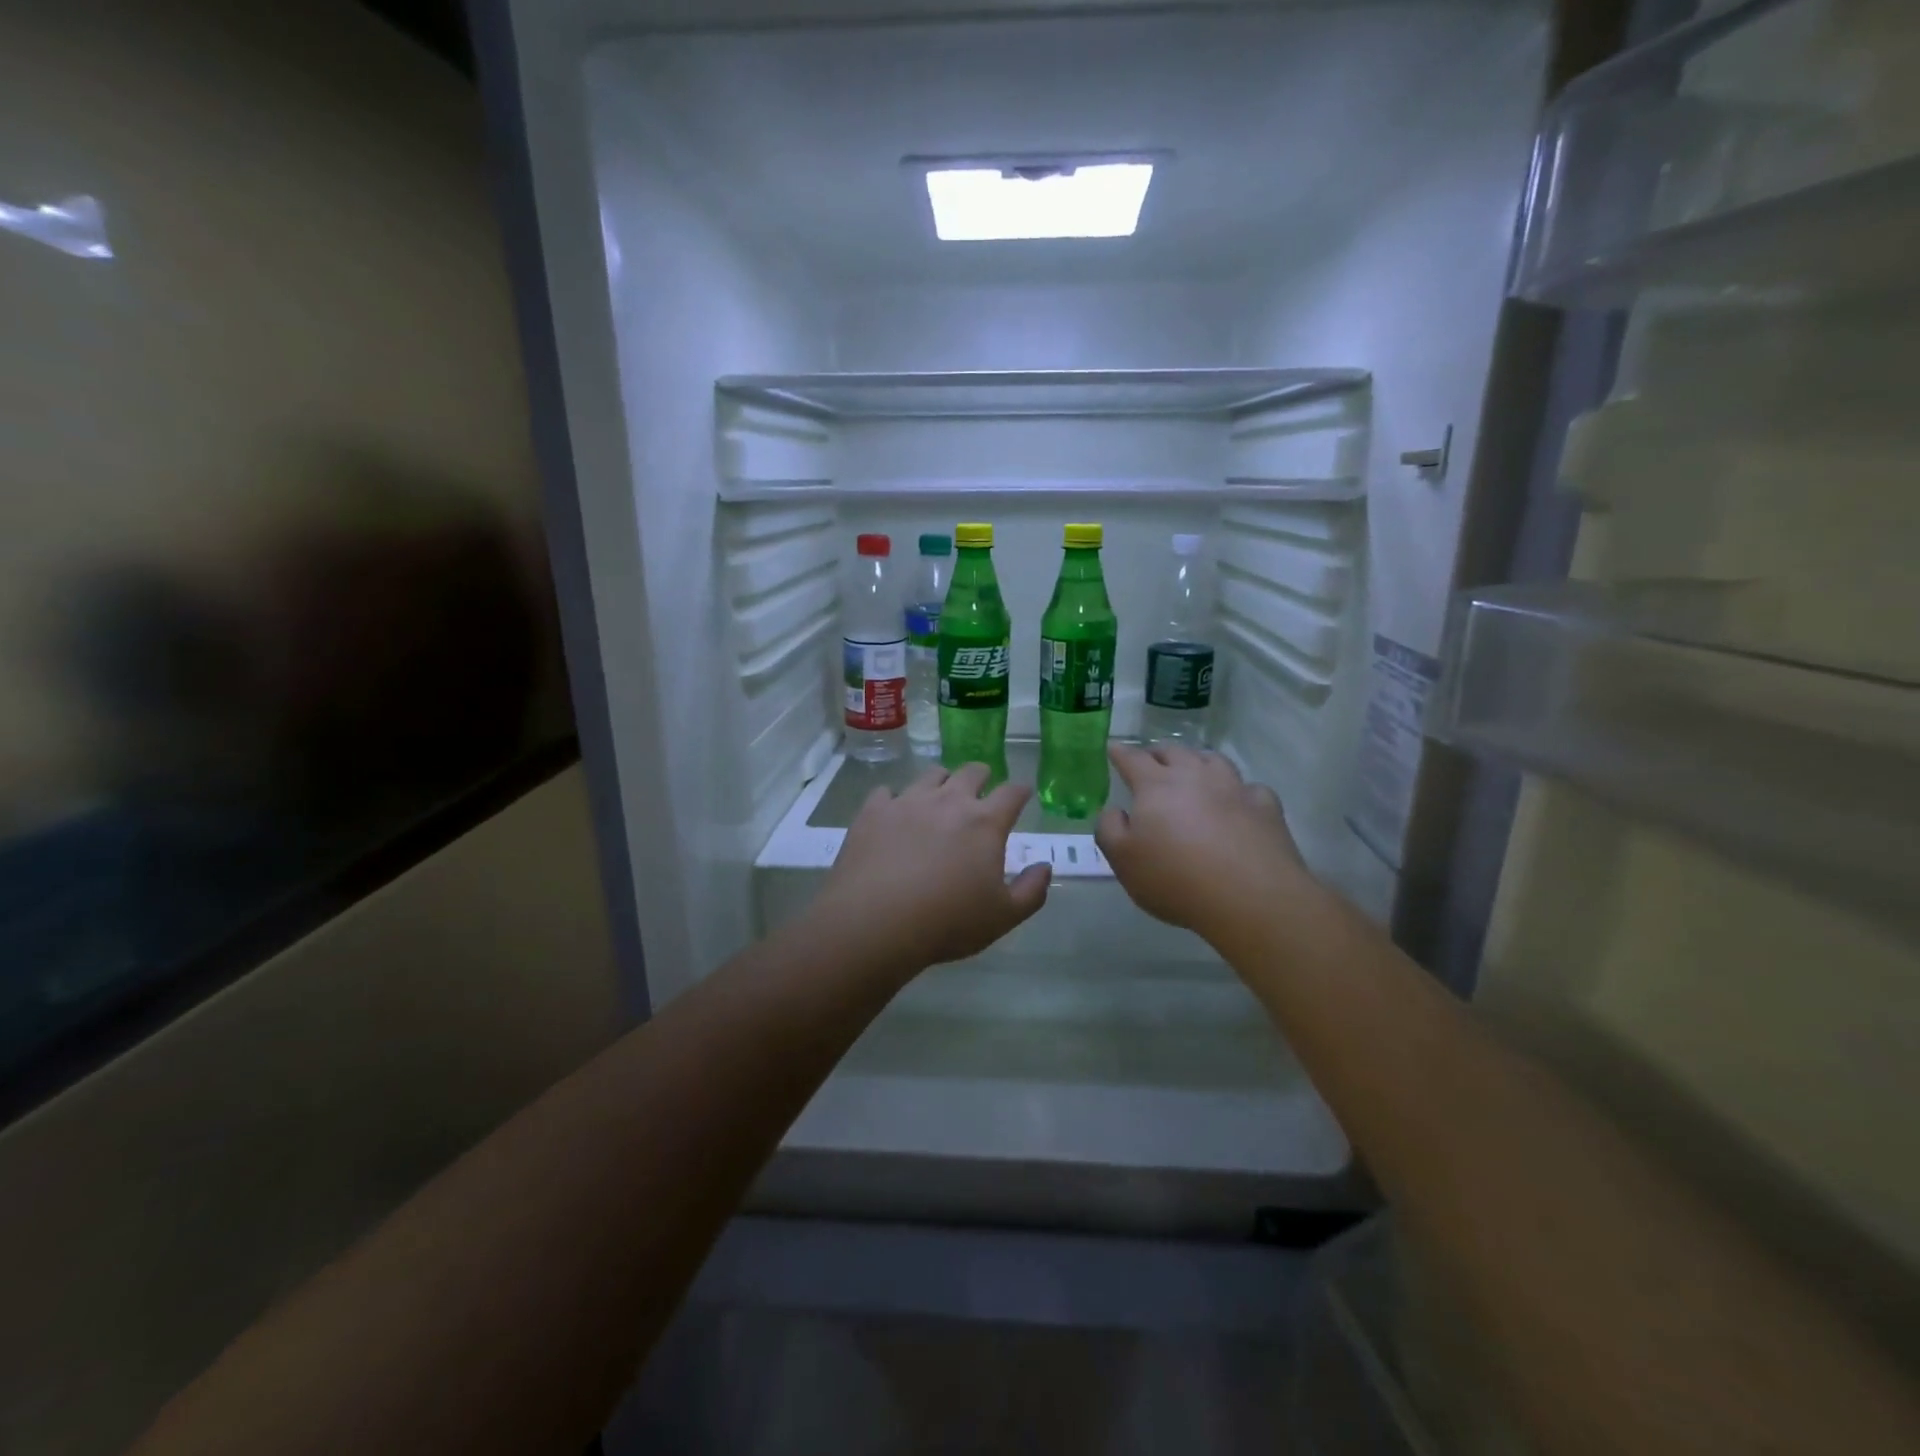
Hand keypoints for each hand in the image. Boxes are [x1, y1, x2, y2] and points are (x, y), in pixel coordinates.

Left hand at [807, 763, 1051, 974]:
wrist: (875, 922)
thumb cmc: (947, 922)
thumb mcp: (1003, 917)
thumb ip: (1032, 891)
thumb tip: (1044, 867)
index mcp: (984, 822)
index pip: (1012, 792)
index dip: (1021, 790)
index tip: (1023, 794)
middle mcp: (948, 801)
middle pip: (971, 772)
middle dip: (982, 777)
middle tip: (982, 790)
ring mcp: (907, 801)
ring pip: (930, 775)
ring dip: (941, 782)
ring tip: (938, 798)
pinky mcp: (873, 811)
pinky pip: (887, 792)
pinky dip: (895, 799)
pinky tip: (893, 814)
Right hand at [1095, 743, 1312, 940]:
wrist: (1250, 898)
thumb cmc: (1175, 879)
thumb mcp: (1123, 860)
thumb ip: (1109, 828)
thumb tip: (1113, 810)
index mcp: (1156, 785)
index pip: (1132, 758)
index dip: (1120, 752)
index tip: (1113, 748)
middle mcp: (1195, 776)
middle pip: (1174, 752)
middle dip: (1157, 753)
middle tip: (1150, 761)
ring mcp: (1234, 788)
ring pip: (1213, 760)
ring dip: (1198, 761)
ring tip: (1193, 771)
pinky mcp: (1265, 807)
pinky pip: (1250, 788)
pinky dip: (1239, 791)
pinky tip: (1238, 802)